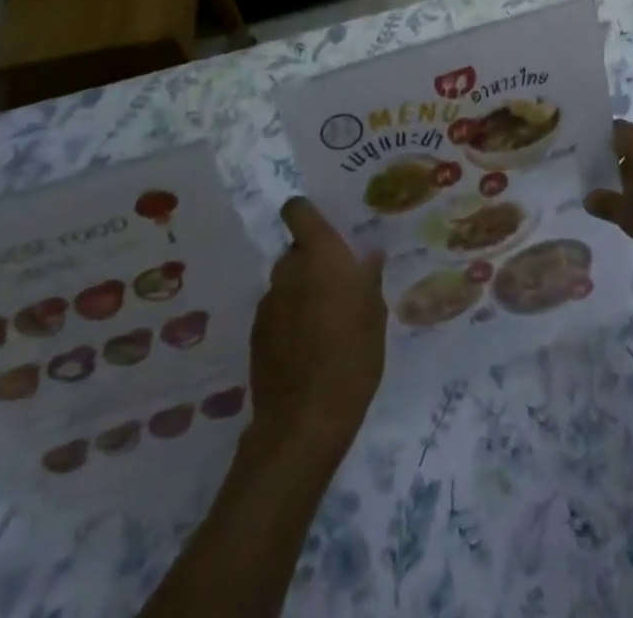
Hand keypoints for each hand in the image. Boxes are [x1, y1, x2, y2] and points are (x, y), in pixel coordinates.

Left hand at [248, 198, 386, 455]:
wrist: (304, 421)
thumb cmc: (352, 356)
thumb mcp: (375, 314)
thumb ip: (369, 279)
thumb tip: (369, 255)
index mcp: (319, 254)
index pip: (298, 210)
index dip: (306, 212)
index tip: (324, 225)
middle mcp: (288, 269)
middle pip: (295, 250)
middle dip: (313, 260)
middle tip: (338, 284)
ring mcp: (268, 303)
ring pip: (286, 283)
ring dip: (301, 291)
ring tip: (325, 321)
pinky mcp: (256, 335)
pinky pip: (277, 311)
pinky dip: (289, 319)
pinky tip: (308, 346)